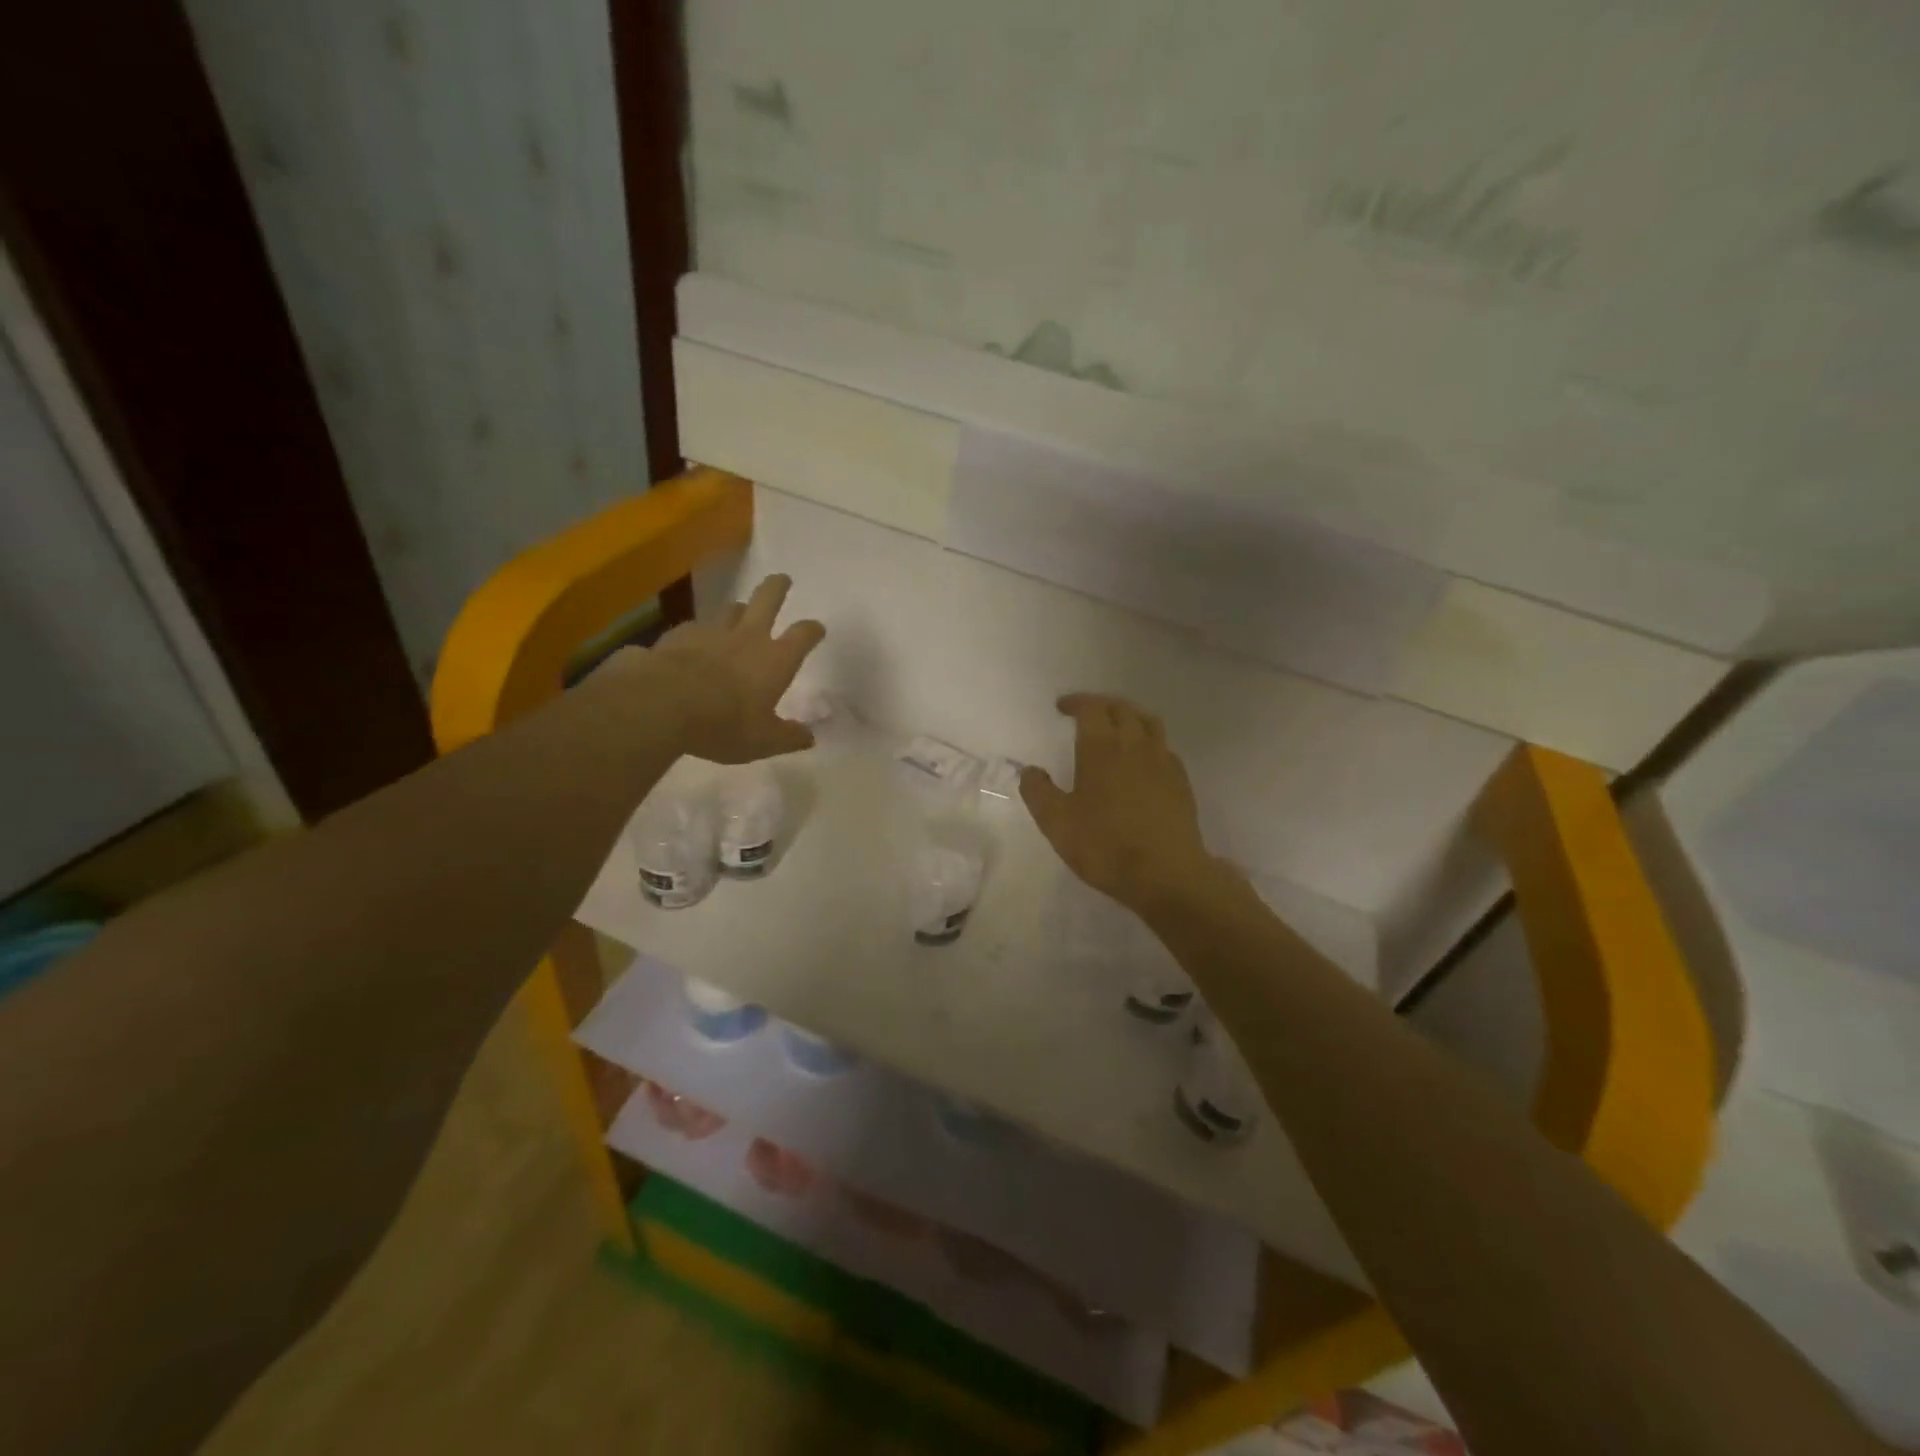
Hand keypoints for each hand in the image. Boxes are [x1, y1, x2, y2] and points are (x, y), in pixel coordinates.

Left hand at [649, 574, 825, 762]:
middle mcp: (747, 637)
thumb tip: (809, 737)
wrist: (662, 704)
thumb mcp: (764, 741)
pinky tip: (691, 643)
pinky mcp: (677, 636)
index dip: (812, 630)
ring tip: (738, 613)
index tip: (817, 628)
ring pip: (729, 609)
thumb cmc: (724, 723)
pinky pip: (693, 628)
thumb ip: (788, 737)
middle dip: (777, 588)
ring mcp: (710, 631)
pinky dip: (698, 633)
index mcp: (775, 660)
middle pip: (767, 599)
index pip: (803, 636)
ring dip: (737, 610)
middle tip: (782, 579)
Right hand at [1020, 694, 1215, 912]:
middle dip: (1101, 705)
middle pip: (1122, 709)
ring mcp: (1163, 762)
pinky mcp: (1181, 781)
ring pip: (1148, 722)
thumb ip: (1039, 793)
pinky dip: (1149, 741)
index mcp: (1102, 748)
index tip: (1061, 707)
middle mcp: (1135, 745)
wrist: (1166, 874)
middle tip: (1086, 712)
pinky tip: (1143, 759)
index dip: (1076, 702)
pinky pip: (1164, 747)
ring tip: (1117, 726)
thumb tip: (1030, 771)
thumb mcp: (1057, 823)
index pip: (1091, 708)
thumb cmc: (1105, 845)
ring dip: (1129, 716)